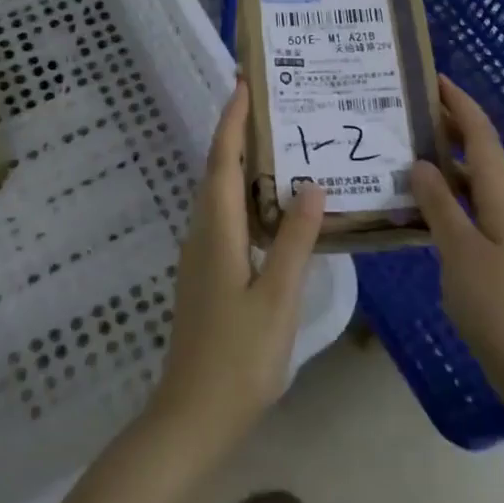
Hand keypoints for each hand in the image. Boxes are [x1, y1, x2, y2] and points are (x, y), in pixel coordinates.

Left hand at [149, 80, 325, 458]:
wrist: (192, 418)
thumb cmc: (238, 358)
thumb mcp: (276, 298)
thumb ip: (294, 241)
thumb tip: (312, 185)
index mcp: (217, 232)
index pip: (222, 161)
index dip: (232, 121)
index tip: (243, 83)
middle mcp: (203, 234)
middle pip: (218, 170)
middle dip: (238, 133)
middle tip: (271, 103)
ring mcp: (202, 256)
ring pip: (221, 195)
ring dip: (242, 163)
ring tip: (279, 143)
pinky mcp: (208, 274)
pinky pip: (226, 217)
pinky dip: (246, 195)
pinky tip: (273, 206)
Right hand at [410, 75, 503, 408]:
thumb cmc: (501, 307)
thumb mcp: (461, 253)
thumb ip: (440, 205)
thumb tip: (421, 162)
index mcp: (503, 198)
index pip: (482, 136)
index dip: (460, 104)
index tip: (434, 79)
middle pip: (479, 154)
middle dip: (449, 127)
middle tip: (407, 112)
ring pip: (471, 184)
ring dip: (443, 164)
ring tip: (402, 152)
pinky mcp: (498, 257)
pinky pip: (468, 211)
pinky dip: (444, 199)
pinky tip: (417, 207)